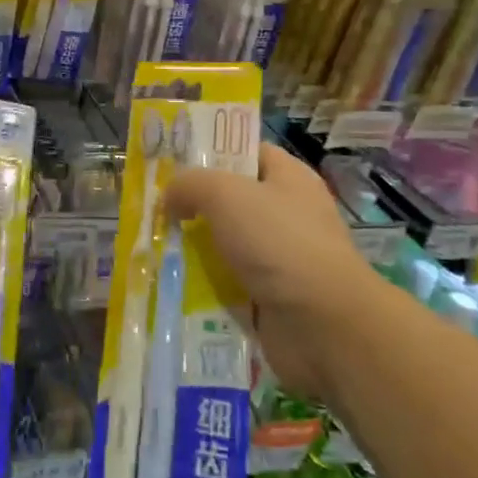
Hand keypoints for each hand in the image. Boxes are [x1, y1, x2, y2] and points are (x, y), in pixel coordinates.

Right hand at [164, 143, 368, 401]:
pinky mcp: (271, 299)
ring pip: (225, 246)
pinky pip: (228, 285)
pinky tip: (172, 285)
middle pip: (230, 201)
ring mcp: (280, 259)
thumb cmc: (278, 242)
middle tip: (154, 210)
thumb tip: (170, 198)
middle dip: (193, 206)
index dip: (211, 153)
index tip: (172, 163)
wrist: (324, 325)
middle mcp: (287, 214)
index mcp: (289, 178)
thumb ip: (189, 184)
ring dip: (193, 250)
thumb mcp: (224, 194)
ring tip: (153, 249)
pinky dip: (204, 287)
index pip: (247, 152)